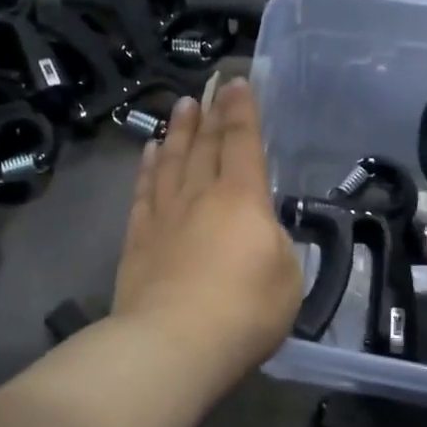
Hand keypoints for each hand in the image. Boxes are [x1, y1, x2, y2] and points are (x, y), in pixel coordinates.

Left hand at [113, 80, 302, 382]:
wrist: (172, 344)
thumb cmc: (244, 311)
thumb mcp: (288, 277)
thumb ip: (276, 245)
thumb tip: (259, 232)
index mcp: (242, 198)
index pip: (243, 141)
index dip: (243, 109)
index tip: (239, 82)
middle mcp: (201, 194)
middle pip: (205, 143)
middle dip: (211, 110)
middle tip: (211, 84)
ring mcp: (165, 214)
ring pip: (172, 159)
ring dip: (178, 129)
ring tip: (182, 105)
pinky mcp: (138, 237)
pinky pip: (144, 189)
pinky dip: (148, 166)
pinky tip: (149, 151)